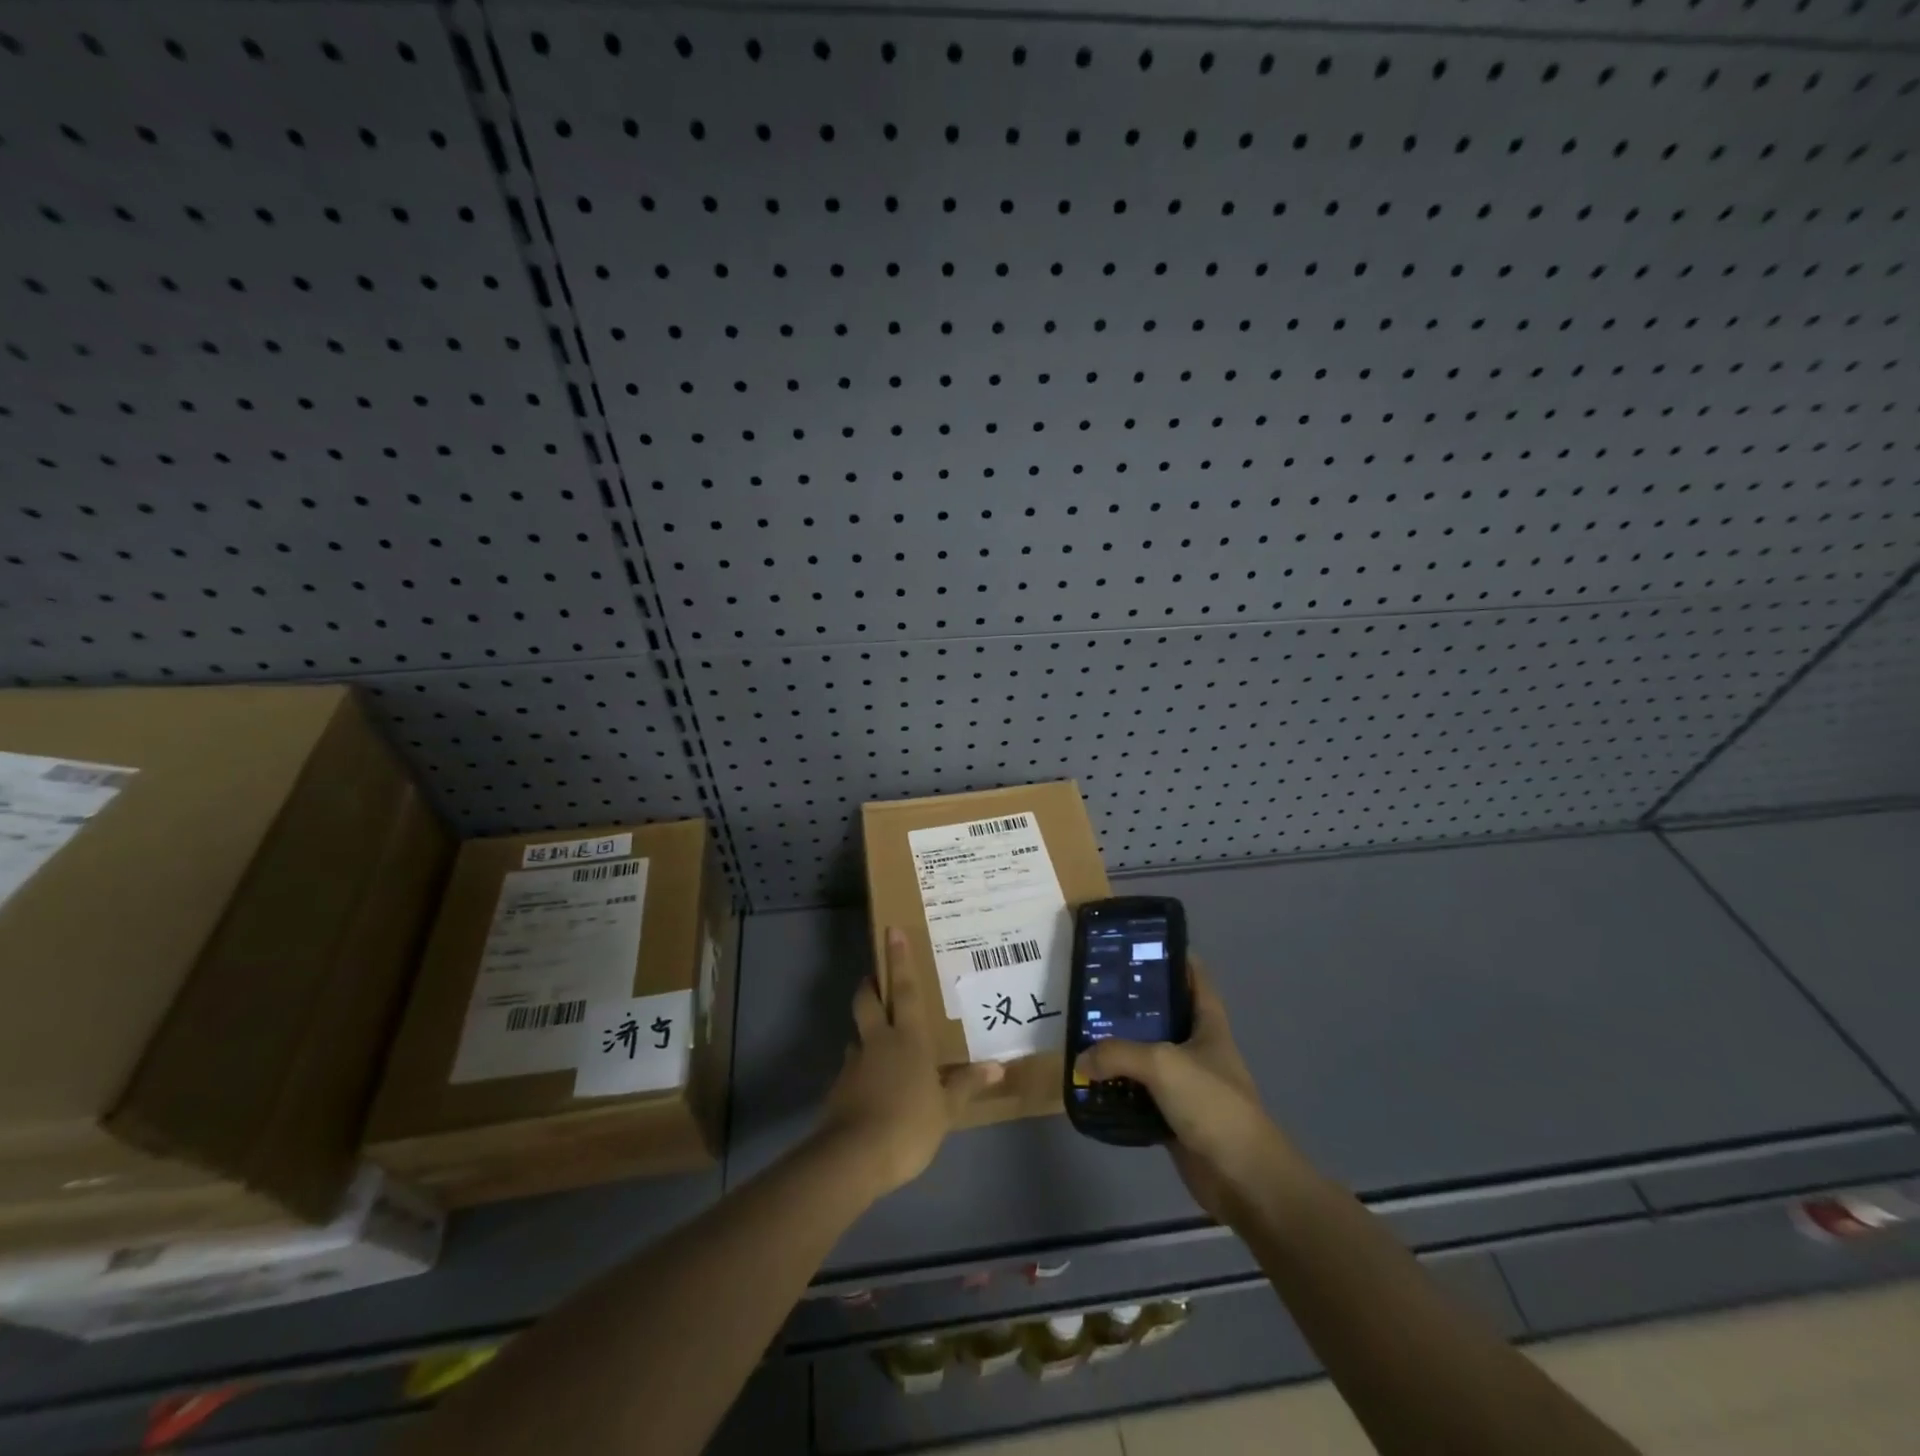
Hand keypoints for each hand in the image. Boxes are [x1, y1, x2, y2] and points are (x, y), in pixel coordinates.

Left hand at [817, 927, 1004, 1196]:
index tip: (891, 932)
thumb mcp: (946, 1109)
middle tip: (873, 978)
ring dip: (865, 1031)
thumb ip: (967, 1085)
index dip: (899, 960)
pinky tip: (871, 1086)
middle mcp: (878, 1041)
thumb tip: (998, 1067)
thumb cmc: (909, 1124)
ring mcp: (854, 1064)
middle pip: (867, 1001)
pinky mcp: (839, 1088)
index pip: (905, 990)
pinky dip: (860, 1069)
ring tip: (878, 1042)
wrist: (854, 1156)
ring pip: (858, 1035)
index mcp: (908, 1038)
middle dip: (869, 985)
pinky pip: (852, 1068)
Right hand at [1074, 957, 1302, 1222]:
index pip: (1194, 977)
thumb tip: (1081, 1058)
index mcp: (1208, 1023)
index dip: (1172, 956)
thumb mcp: (1162, 1064)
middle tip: (1094, 989)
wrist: (1242, 1177)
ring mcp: (1186, 1082)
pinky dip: (1118, 1088)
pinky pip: (1139, 1093)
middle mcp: (1197, 1047)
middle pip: (1163, 1014)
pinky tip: (1091, 1081)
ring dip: (1120, 1048)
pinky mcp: (1173, 1115)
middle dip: (1132, 1003)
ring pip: (1147, 1055)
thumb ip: (1118, 1053)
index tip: (1137, 944)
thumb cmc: (1212, 1104)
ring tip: (1082, 1031)